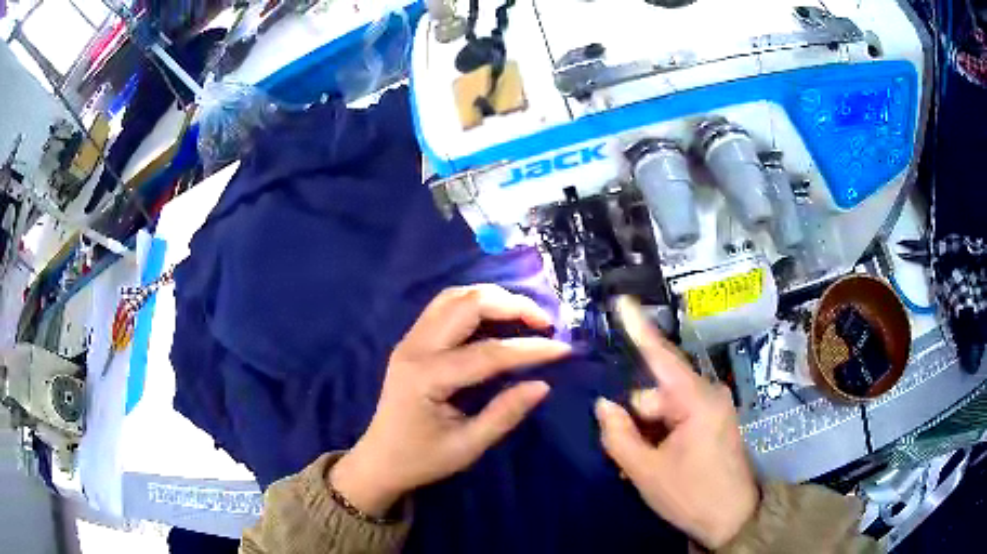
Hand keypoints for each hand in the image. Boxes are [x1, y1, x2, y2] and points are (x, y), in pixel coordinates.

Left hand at [330, 285, 570, 516]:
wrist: (379, 460)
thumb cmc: (421, 459)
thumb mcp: (467, 447)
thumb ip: (505, 414)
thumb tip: (543, 385)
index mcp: (427, 377)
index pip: (488, 353)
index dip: (530, 349)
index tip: (564, 350)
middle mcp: (415, 348)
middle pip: (468, 305)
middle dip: (513, 306)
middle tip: (545, 323)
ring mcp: (409, 340)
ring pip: (454, 297)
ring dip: (493, 298)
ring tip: (525, 316)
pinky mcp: (411, 341)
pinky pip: (444, 306)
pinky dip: (475, 303)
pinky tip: (496, 317)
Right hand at [594, 297, 758, 549]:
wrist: (733, 520)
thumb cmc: (692, 495)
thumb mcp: (646, 471)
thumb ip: (619, 435)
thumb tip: (603, 405)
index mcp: (696, 401)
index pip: (661, 357)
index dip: (639, 329)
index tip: (621, 301)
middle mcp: (707, 396)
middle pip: (656, 392)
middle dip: (637, 417)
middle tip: (628, 456)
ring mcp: (712, 409)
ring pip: (665, 408)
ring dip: (647, 431)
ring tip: (641, 465)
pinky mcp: (712, 423)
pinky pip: (677, 419)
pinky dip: (660, 435)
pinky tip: (655, 461)